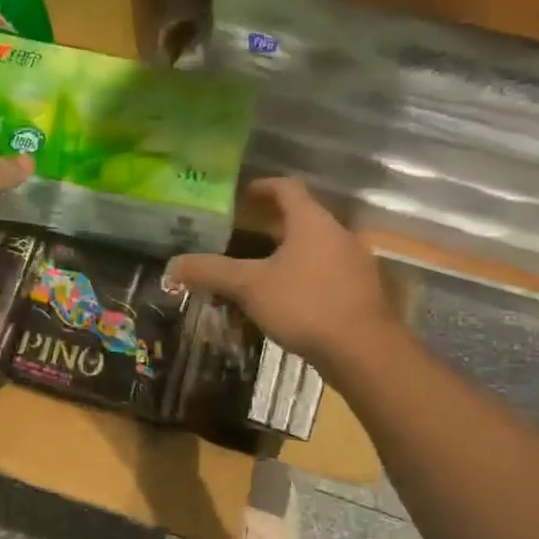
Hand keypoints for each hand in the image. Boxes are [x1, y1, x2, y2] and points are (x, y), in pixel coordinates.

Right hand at [167, 178, 399, 370]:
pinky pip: (328, 272)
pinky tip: (289, 299)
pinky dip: (306, 275)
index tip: (243, 194)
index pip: (288, 188)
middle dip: (273, 223)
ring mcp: (355, 264)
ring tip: (263, 267)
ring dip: (291, 251)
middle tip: (244, 233)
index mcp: (312, 222)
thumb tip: (173, 265)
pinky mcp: (362, 292)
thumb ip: (211, 272)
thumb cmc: (305, 305)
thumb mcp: (250, 287)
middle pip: (304, 217)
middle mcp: (339, 235)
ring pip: (317, 247)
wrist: (365, 352)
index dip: (263, 186)